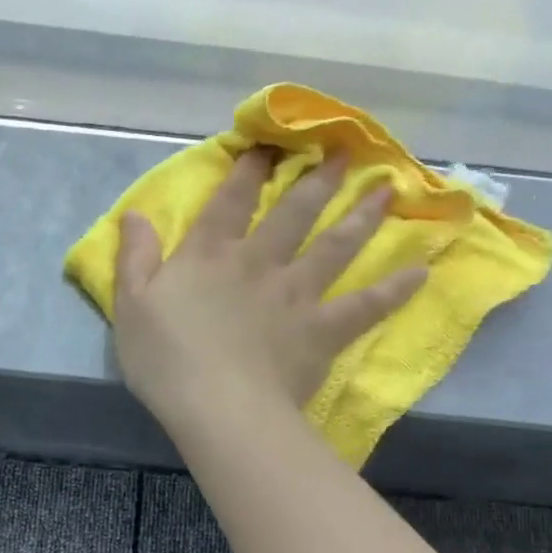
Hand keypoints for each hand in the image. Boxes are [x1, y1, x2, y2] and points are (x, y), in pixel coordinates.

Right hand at [113, 146, 424, 436]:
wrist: (218, 408)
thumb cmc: (166, 359)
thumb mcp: (130, 306)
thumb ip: (134, 258)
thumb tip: (134, 214)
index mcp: (210, 255)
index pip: (231, 200)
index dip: (249, 168)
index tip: (270, 144)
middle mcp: (258, 263)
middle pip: (294, 212)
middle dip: (317, 178)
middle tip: (343, 150)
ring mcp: (296, 295)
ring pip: (335, 247)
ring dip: (361, 216)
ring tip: (386, 189)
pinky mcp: (322, 331)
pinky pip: (365, 306)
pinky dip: (394, 290)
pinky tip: (421, 272)